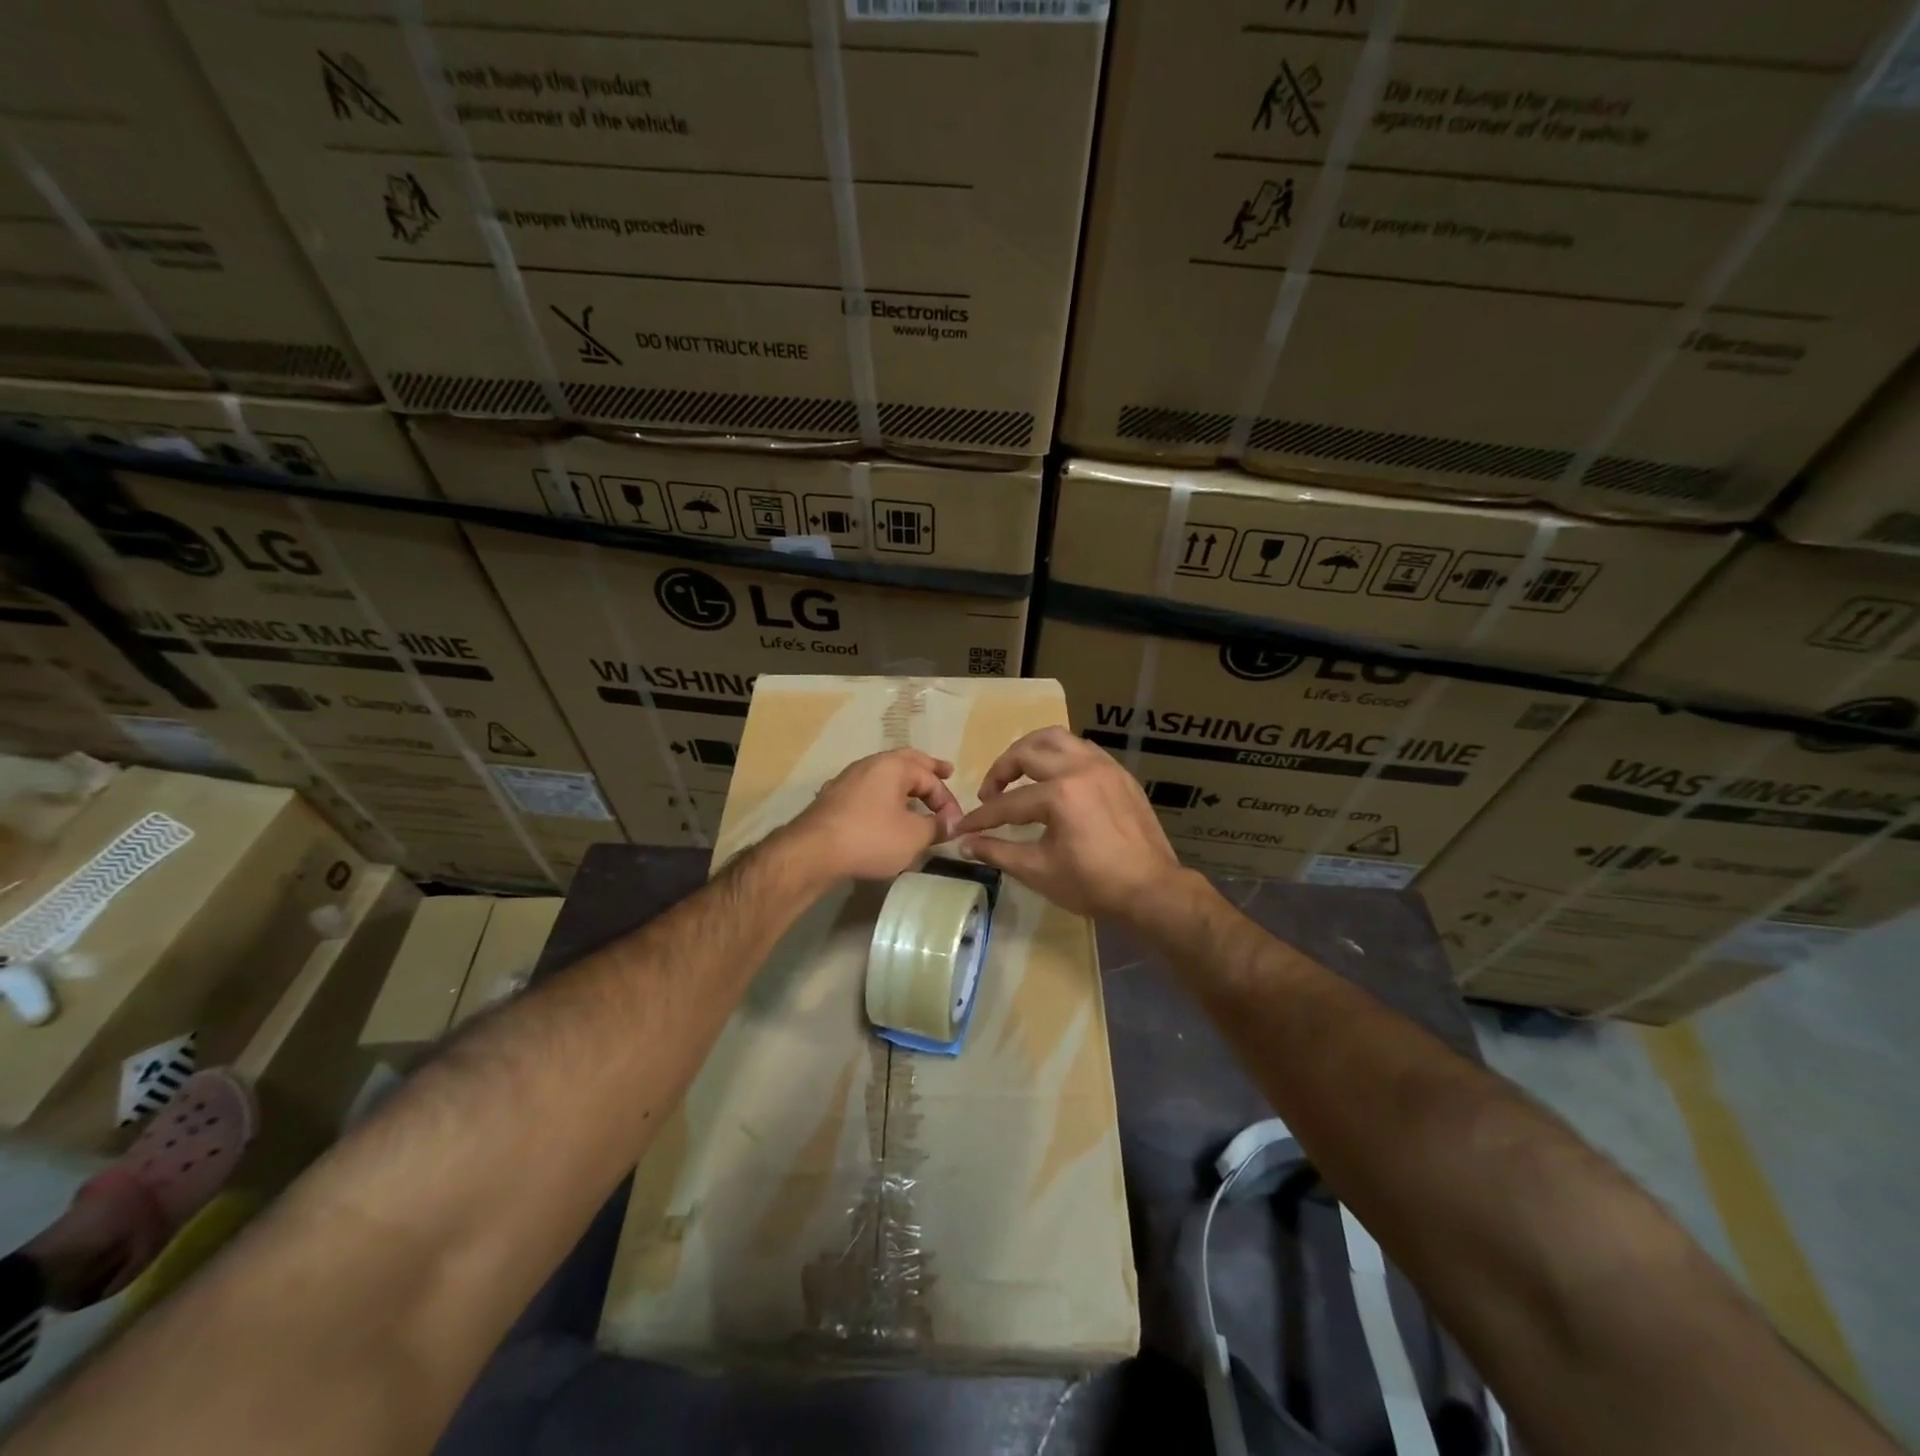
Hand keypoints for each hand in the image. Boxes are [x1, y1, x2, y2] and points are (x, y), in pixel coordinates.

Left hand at [791, 748, 963, 881]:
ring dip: (904, 784)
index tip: (955, 824)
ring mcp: (847, 780)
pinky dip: (884, 796)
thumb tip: (950, 824)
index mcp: (893, 766)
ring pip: (883, 775)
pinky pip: (867, 790)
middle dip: (927, 768)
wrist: (812, 852)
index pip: (930, 778)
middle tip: (946, 770)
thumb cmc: (870, 837)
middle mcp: (869, 764)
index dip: (947, 801)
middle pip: (906, 761)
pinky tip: (885, 810)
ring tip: (916, 793)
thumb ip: (936, 827)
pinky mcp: (833, 799)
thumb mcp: (913, 836)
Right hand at [954, 727, 1179, 918]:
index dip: (981, 818)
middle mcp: (1081, 769)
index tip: (962, 828)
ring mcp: (1104, 767)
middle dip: (1001, 770)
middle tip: (990, 793)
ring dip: (1031, 751)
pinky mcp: (1119, 774)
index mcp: (1060, 795)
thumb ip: (998, 852)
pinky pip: (1082, 749)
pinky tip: (1054, 778)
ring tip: (1019, 773)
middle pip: (1028, 752)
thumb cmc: (1093, 884)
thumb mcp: (1039, 871)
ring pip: (1057, 738)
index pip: (1008, 802)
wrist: (1151, 890)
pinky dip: (1060, 756)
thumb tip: (965, 844)